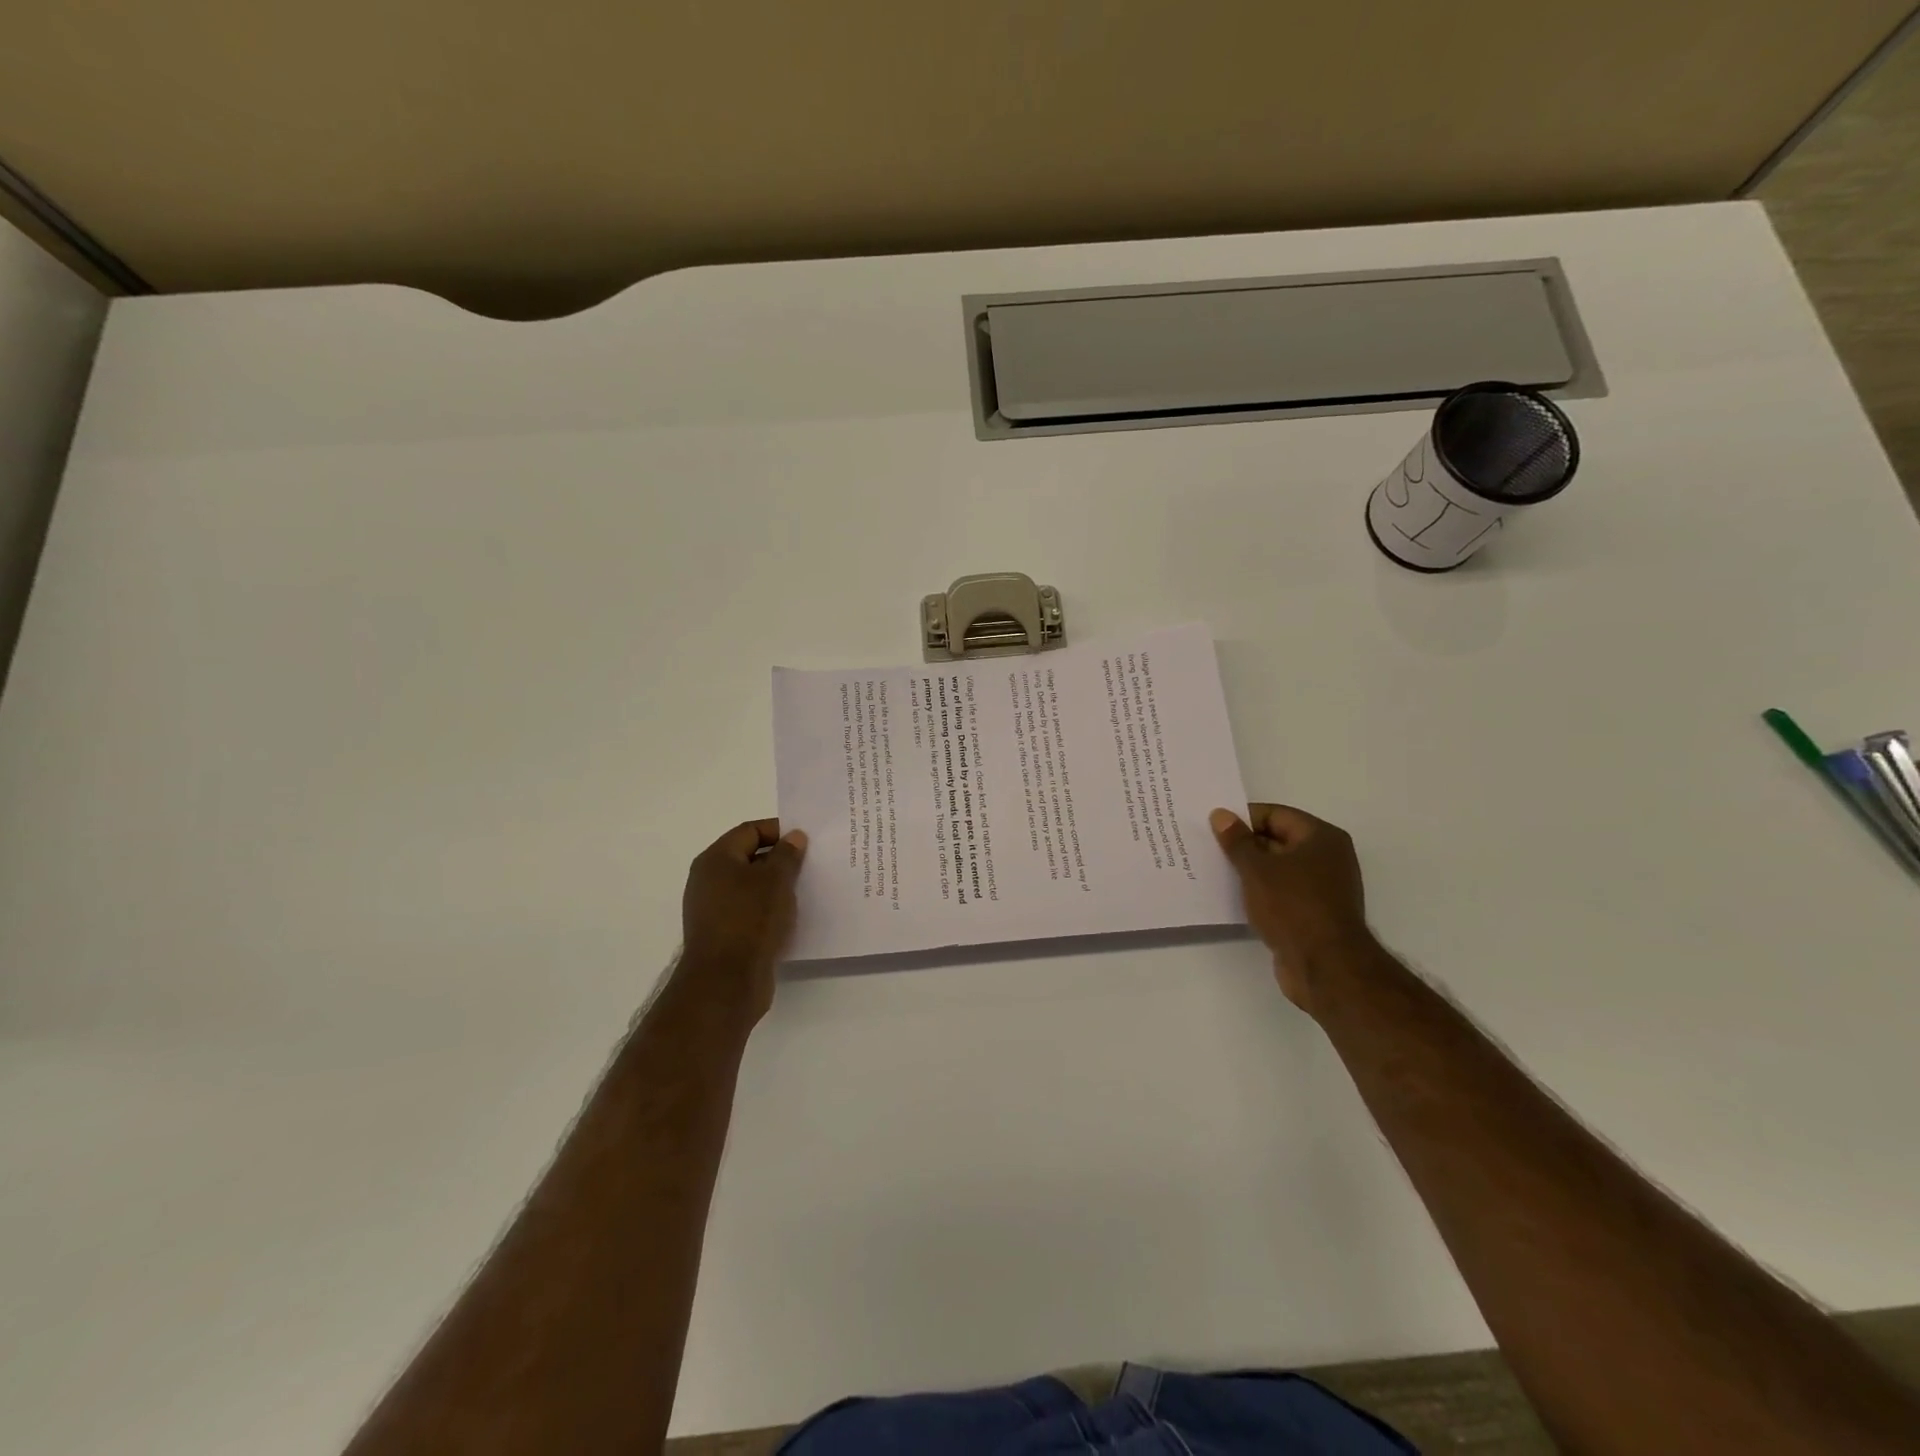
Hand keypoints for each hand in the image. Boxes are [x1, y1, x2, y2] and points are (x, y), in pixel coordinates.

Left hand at [679, 819, 807, 1019]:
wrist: (726, 982)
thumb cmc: (750, 920)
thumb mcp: (776, 880)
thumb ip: (787, 854)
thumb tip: (793, 837)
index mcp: (716, 859)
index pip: (749, 831)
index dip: (779, 830)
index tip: (807, 839)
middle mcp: (709, 880)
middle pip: (749, 858)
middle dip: (781, 859)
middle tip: (812, 863)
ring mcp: (714, 909)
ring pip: (751, 887)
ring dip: (777, 886)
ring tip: (807, 889)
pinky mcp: (723, 934)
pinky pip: (750, 911)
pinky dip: (770, 909)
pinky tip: (792, 916)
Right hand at [1210, 804, 1371, 1012]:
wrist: (1325, 966)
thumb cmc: (1293, 906)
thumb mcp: (1256, 869)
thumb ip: (1236, 840)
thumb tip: (1221, 814)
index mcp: (1321, 837)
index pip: (1276, 815)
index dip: (1243, 819)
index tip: (1213, 826)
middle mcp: (1328, 857)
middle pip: (1278, 840)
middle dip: (1244, 844)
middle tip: (1208, 847)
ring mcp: (1323, 887)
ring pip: (1278, 868)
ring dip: (1250, 870)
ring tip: (1215, 870)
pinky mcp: (1314, 913)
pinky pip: (1281, 892)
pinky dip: (1260, 891)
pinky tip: (1234, 896)